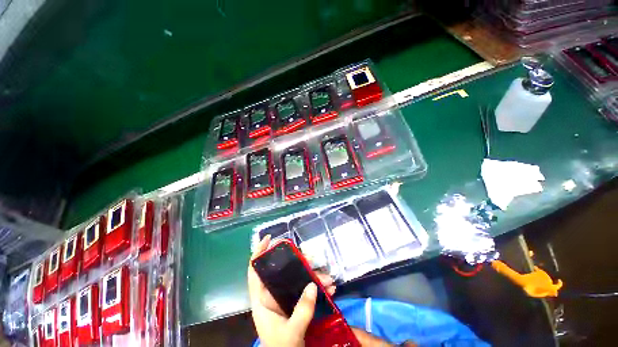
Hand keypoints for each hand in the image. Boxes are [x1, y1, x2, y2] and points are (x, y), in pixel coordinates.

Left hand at [248, 235, 335, 346]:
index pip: (255, 271)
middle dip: (296, 260)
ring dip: (313, 275)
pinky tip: (330, 288)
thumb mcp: (291, 332)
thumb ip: (302, 310)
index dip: (259, 253)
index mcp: (262, 299)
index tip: (269, 238)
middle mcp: (272, 294)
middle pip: (281, 269)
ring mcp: (284, 298)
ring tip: (328, 278)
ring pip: (297, 278)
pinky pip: (306, 289)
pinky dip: (318, 287)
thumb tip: (313, 285)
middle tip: (310, 256)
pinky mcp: (295, 302)